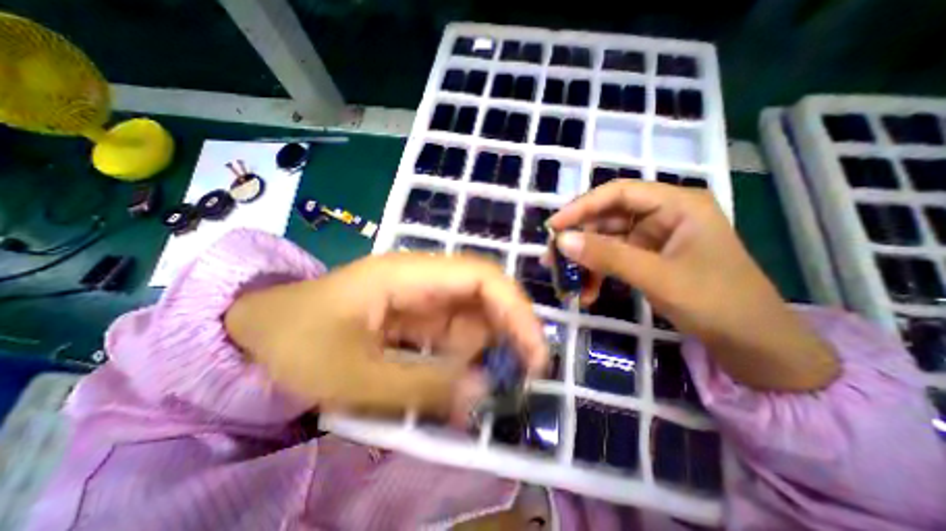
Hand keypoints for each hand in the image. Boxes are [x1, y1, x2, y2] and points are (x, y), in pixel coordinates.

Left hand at [224, 253, 547, 423]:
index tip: (536, 351)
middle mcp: (423, 279)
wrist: (256, 335)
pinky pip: (455, 334)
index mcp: (408, 275)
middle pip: (484, 293)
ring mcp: (421, 298)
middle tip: (527, 374)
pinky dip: (466, 359)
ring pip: (473, 316)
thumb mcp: (352, 375)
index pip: (479, 276)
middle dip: (511, 329)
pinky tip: (463, 385)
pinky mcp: (417, 318)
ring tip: (489, 389)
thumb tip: (482, 395)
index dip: (514, 308)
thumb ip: (419, 387)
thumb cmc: (295, 344)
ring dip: (489, 350)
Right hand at [544, 180, 838, 390]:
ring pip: (606, 241)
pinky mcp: (647, 259)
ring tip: (566, 282)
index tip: (553, 227)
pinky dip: (598, 274)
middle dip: (578, 240)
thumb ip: (608, 256)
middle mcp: (662, 215)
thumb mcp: (657, 277)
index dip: (581, 207)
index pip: (618, 193)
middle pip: (607, 218)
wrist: (753, 344)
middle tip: (552, 260)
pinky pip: (613, 259)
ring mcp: (653, 239)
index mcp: (676, 205)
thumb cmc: (716, 302)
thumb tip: (561, 241)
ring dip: (585, 262)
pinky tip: (587, 293)